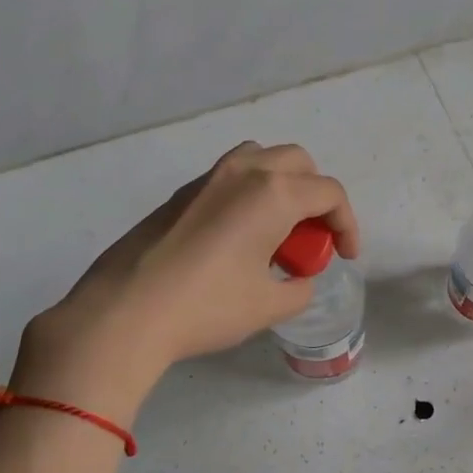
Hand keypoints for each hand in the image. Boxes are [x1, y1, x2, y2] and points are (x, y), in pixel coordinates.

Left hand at [13, 142, 358, 413]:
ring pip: (260, 160)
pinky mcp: (180, 195)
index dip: (347, 225)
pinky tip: (238, 240)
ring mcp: (206, 179)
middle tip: (312, 239)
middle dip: (317, 197)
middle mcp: (242, 172)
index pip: (329, 193)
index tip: (346, 257)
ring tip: (278, 230)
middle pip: (298, 163)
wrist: (125, 312)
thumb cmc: (207, 307)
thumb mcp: (267, 306)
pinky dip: (250, 195)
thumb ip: (298, 288)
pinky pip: (229, 178)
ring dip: (282, 186)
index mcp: (273, 193)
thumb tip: (298, 280)